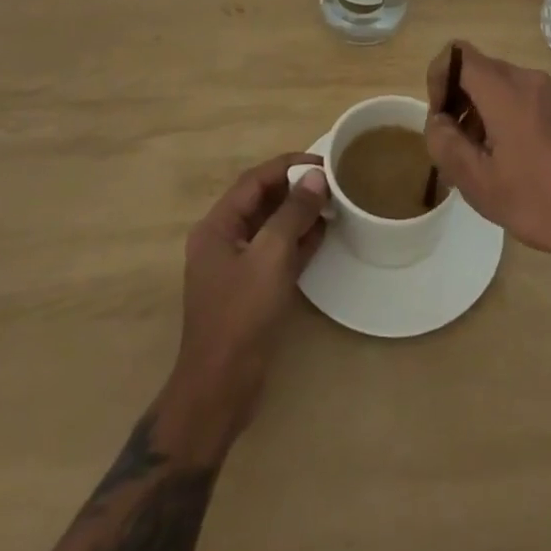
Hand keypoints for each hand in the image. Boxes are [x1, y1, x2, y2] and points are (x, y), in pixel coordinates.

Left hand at [165, 153, 327, 454]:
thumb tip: (316, 177)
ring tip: (333, 202)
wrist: (221, 389)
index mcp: (217, 226)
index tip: (321, 162)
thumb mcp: (270, 257)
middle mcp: (223, 240)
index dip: (287, 166)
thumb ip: (292, 213)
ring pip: (271, 227)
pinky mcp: (251, 289)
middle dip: (295, 188)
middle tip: (331, 182)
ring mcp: (237, 267)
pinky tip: (324, 232)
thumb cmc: (241, 315)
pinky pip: (276, 252)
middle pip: (262, 201)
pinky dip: (298, 240)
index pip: (254, 181)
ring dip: (299, 213)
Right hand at [422, 41, 550, 274]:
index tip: (440, 119)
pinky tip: (503, 161)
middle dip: (456, 101)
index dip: (437, 78)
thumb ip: (446, 145)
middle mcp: (526, 80)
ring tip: (477, 161)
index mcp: (505, 91)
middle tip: (453, 147)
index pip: (457, 54)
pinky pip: (516, 97)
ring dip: (476, 112)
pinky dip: (498, 116)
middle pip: (476, 69)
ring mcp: (546, 92)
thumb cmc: (540, 202)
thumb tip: (438, 121)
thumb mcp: (479, 183)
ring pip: (495, 85)